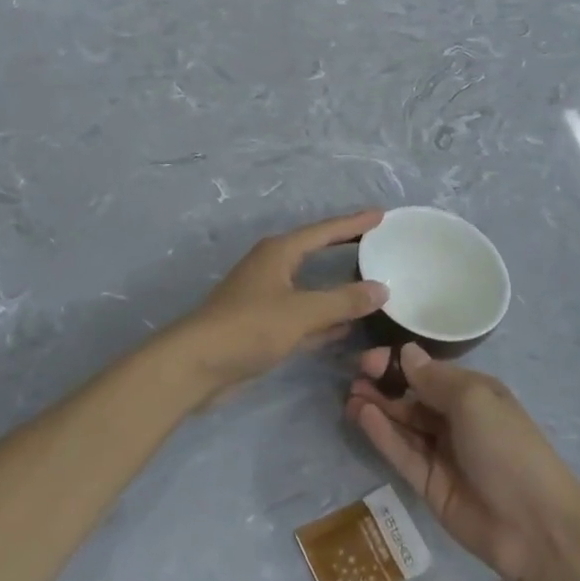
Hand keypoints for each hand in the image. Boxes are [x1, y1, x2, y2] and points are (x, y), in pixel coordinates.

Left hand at [168, 211, 387, 398]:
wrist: (197, 365)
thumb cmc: (249, 326)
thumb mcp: (301, 312)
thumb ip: (343, 301)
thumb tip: (382, 289)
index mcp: (280, 252)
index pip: (325, 231)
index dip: (354, 223)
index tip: (381, 215)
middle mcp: (273, 268)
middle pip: (317, 253)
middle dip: (346, 249)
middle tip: (379, 244)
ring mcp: (267, 297)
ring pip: (311, 287)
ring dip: (338, 288)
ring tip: (372, 285)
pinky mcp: (264, 325)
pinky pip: (304, 315)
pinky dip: (325, 318)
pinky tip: (347, 327)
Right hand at [345, 345, 579, 580]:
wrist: (534, 525)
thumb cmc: (507, 446)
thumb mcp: (473, 399)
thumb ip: (435, 378)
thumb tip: (406, 352)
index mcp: (474, 393)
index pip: (429, 371)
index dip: (399, 363)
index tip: (369, 359)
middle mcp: (456, 419)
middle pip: (413, 397)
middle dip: (384, 384)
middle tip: (353, 375)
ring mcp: (442, 453)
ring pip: (403, 424)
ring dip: (378, 408)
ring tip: (349, 395)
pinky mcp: (429, 485)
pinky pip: (402, 453)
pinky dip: (382, 434)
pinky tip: (362, 415)